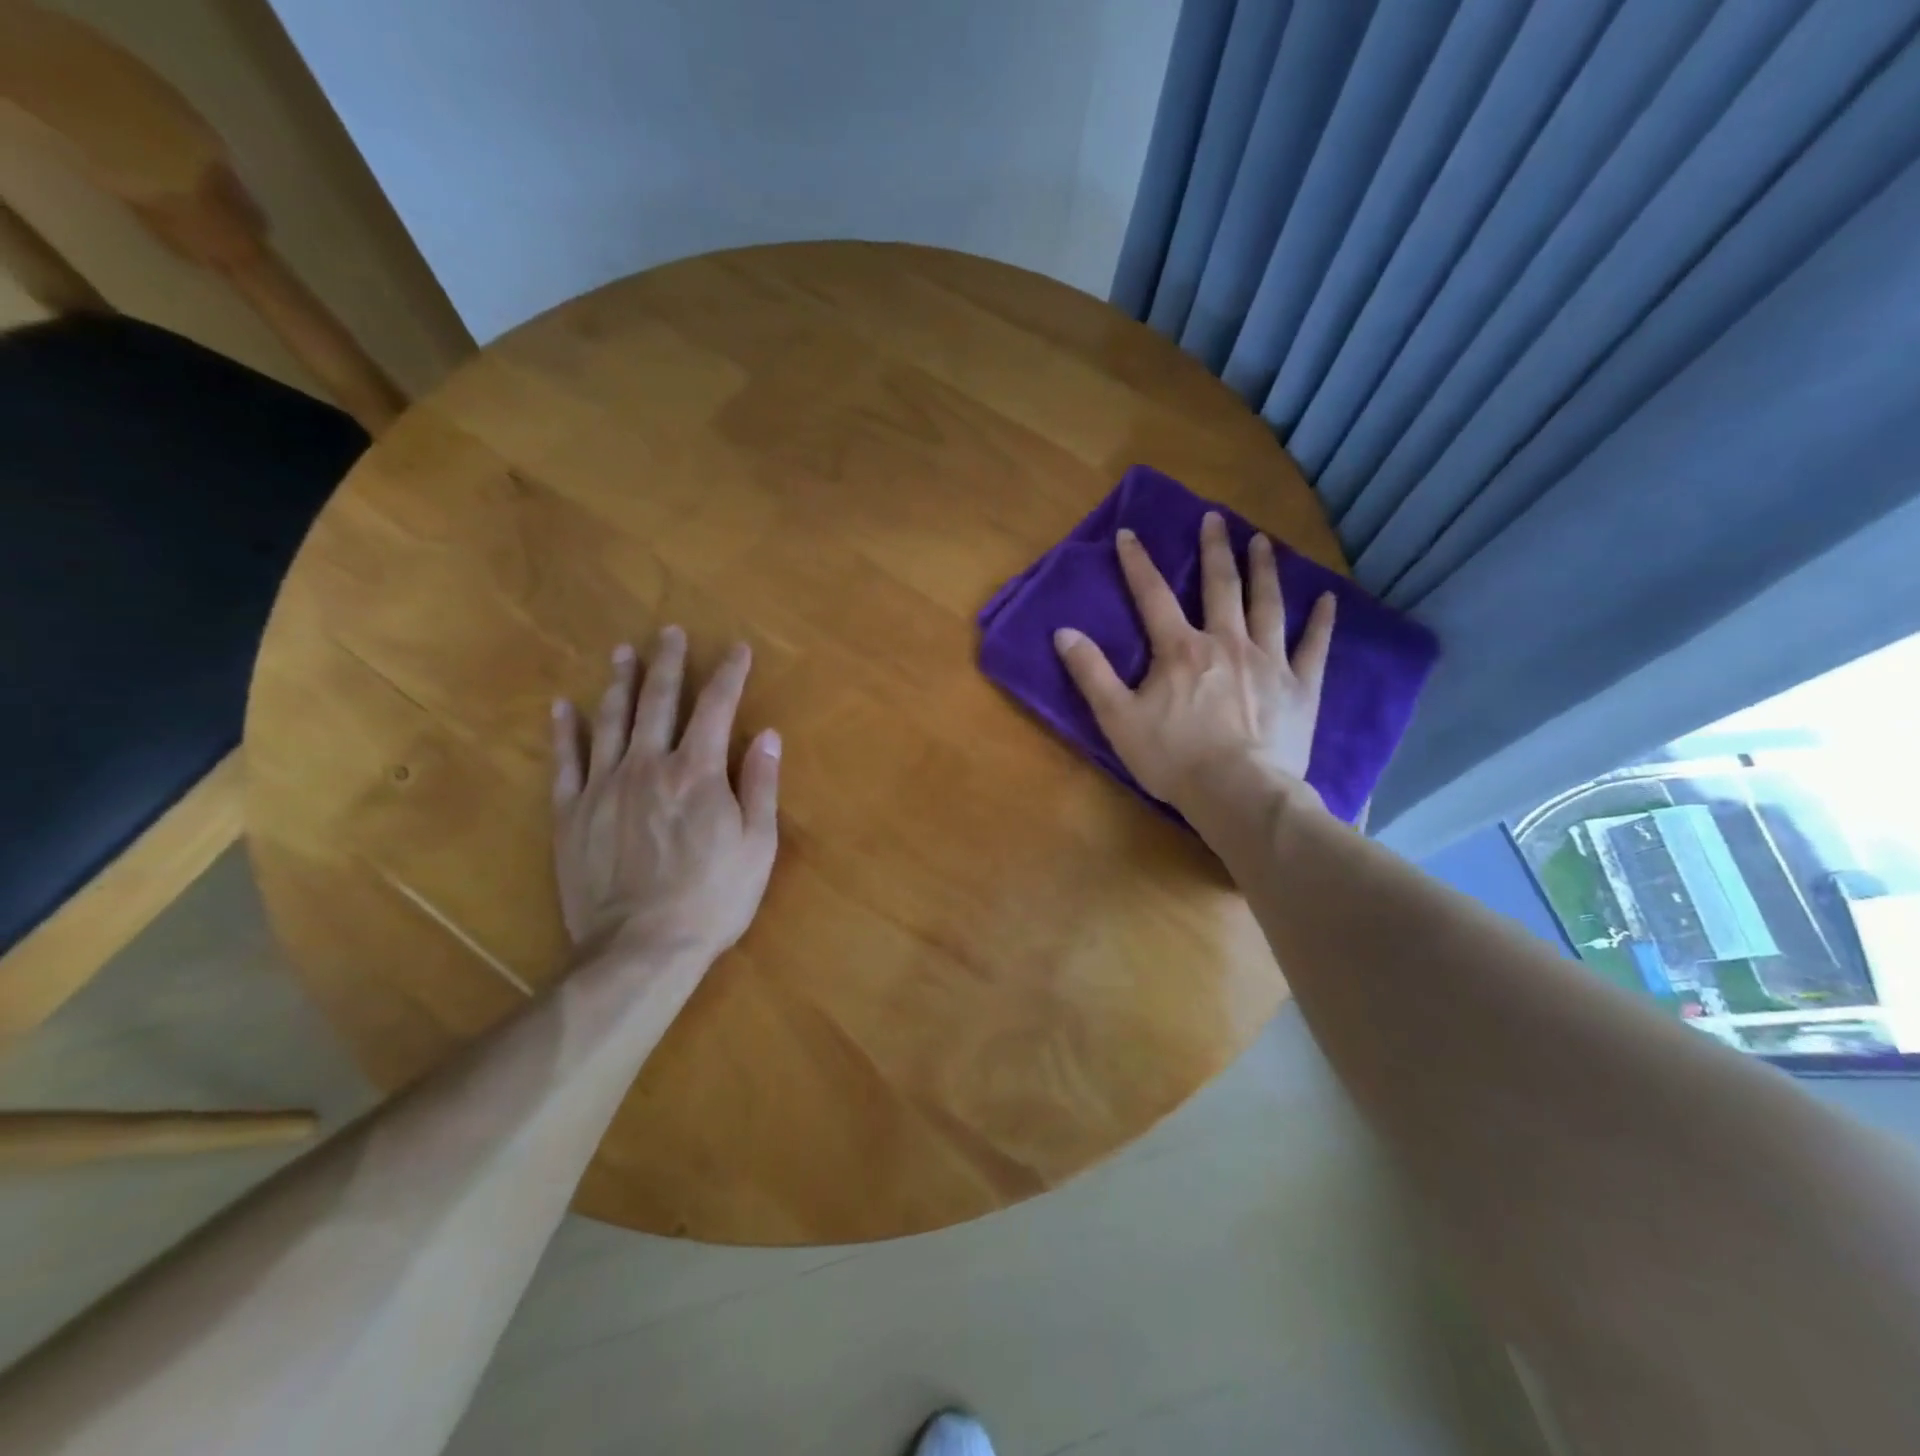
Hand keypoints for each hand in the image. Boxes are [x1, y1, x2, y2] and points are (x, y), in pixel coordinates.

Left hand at [551, 627, 780, 968]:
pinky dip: (566, 730)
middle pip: (659, 700)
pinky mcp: (571, 812)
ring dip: (620, 682)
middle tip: (671, 632)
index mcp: (698, 771)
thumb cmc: (713, 898)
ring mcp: (604, 785)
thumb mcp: (758, 845)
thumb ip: (761, 785)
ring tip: (624, 652)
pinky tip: (565, 706)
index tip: (738, 649)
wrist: (641, 947)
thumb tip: (769, 735)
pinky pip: (566, 761)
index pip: (718, 707)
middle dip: (669, 662)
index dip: (730, 674)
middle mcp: (649, 764)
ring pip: (611, 720)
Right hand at [1053, 513, 1334, 817]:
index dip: (1138, 563)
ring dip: (1263, 569)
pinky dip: (1321, 622)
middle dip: (1214, 550)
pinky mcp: (1300, 687)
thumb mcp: (1117, 718)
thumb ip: (1091, 673)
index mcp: (1180, 650)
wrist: (1238, 792)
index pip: (1152, 596)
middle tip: (1215, 518)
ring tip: (1261, 541)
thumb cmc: (1173, 758)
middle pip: (1220, 586)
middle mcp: (1226, 642)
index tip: (1129, 533)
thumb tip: (1064, 632)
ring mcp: (1269, 661)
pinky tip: (1328, 599)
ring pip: (1267, 604)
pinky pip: (1314, 646)